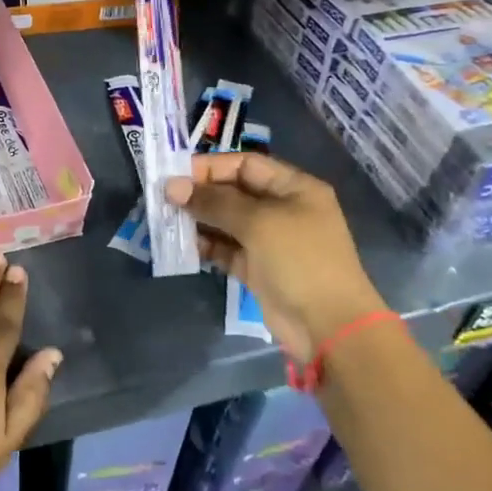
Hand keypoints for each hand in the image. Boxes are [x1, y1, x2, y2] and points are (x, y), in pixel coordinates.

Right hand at [164, 152, 387, 362]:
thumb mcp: (258, 222)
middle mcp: (281, 209)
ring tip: (167, 222)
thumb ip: (214, 202)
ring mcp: (270, 240)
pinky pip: (225, 248)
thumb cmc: (300, 260)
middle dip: (199, 194)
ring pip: (226, 221)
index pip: (245, 164)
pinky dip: (206, 245)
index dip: (210, 167)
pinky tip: (183, 246)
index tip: (174, 175)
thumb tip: (171, 186)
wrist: (328, 325)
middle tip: (163, 200)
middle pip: (233, 192)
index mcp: (293, 188)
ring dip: (198, 220)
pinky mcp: (257, 267)